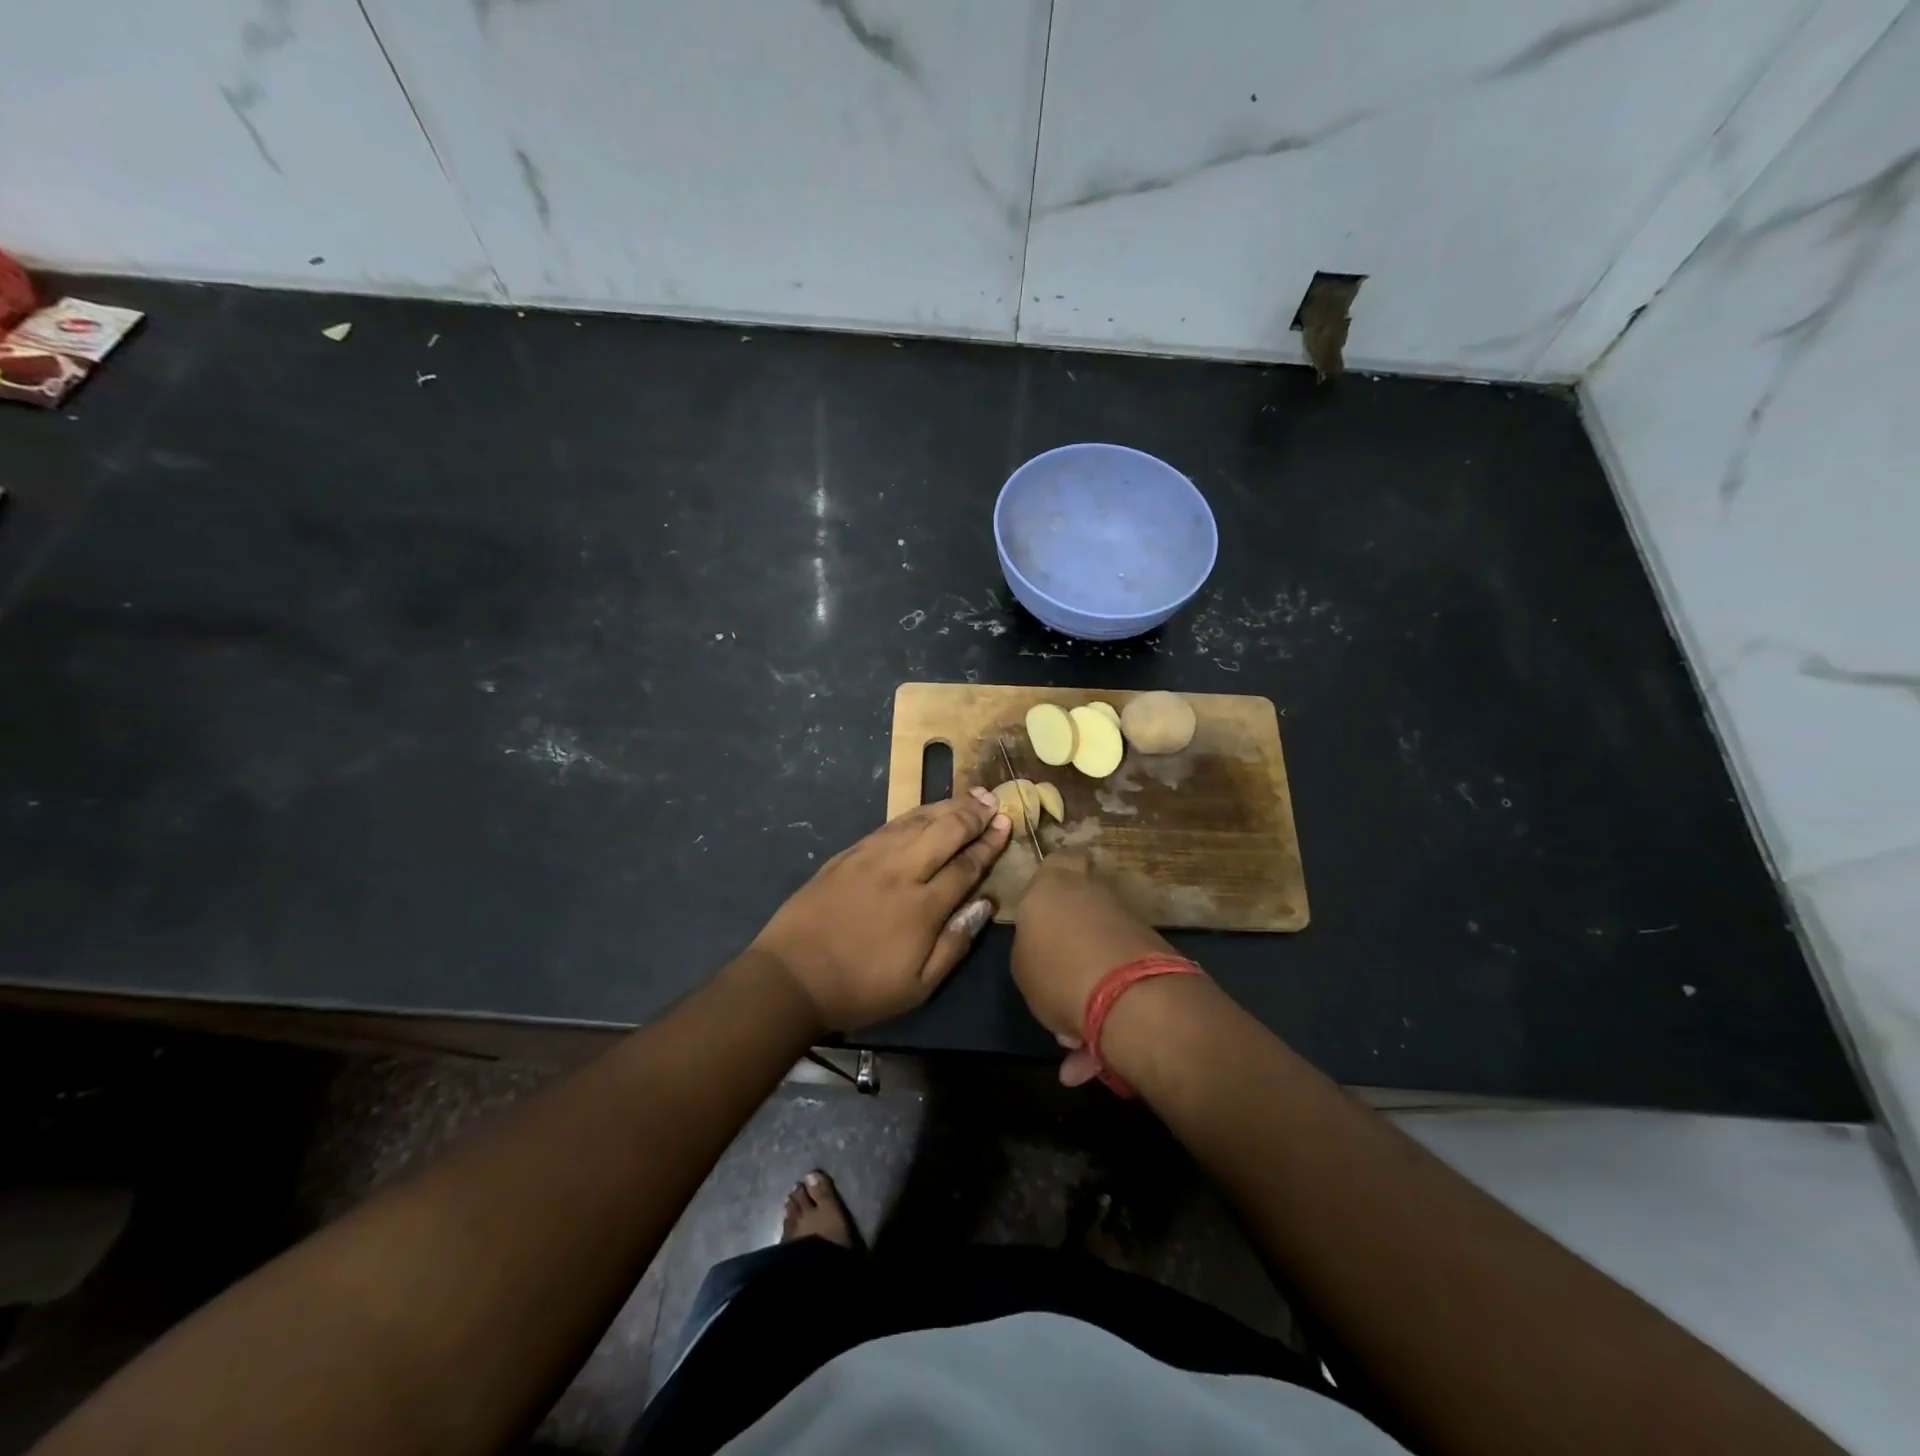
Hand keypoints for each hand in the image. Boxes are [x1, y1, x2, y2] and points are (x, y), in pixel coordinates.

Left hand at [751, 789, 1010, 1033]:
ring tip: (970, 796)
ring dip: (947, 806)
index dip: (989, 844)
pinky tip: (926, 810)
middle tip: (994, 799)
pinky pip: (890, 824)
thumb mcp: (918, 986)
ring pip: (918, 821)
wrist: (792, 976)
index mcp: (923, 906)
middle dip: (973, 814)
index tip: (1006, 825)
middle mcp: (901, 871)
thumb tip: (985, 905)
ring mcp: (872, 857)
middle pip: (945, 831)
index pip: (966, 865)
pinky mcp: (849, 854)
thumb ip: (955, 943)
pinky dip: (915, 813)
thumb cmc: (860, 988)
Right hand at [1011, 851, 1177, 1084]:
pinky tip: (1093, 1056)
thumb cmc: (1055, 970)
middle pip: (1082, 906)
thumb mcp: (1021, 964)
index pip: (1059, 859)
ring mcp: (1127, 920)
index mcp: (1052, 885)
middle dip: (1071, 940)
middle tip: (1056, 977)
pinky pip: (1119, 978)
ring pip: (1100, 950)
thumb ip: (1032, 947)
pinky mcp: (1153, 951)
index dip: (1056, 876)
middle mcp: (1093, 893)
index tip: (1049, 901)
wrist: (1127, 997)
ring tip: (1072, 1040)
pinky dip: (1108, 1010)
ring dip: (1088, 985)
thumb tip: (1046, 952)